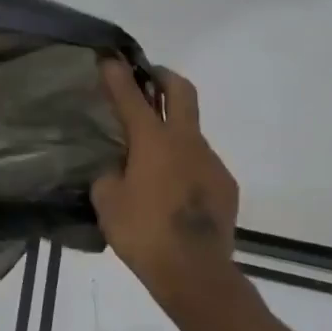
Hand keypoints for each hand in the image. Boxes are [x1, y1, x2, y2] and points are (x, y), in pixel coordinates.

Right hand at [90, 58, 239, 307]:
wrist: (194, 272)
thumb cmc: (142, 232)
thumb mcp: (107, 201)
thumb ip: (109, 175)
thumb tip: (117, 169)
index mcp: (154, 141)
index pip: (133, 98)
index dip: (118, 76)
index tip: (109, 58)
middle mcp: (187, 142)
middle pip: (182, 92)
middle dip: (163, 77)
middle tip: (147, 77)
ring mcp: (211, 162)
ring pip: (191, 131)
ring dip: (172, 129)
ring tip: (149, 153)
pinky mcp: (224, 185)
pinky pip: (199, 162)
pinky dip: (182, 162)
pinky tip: (168, 187)